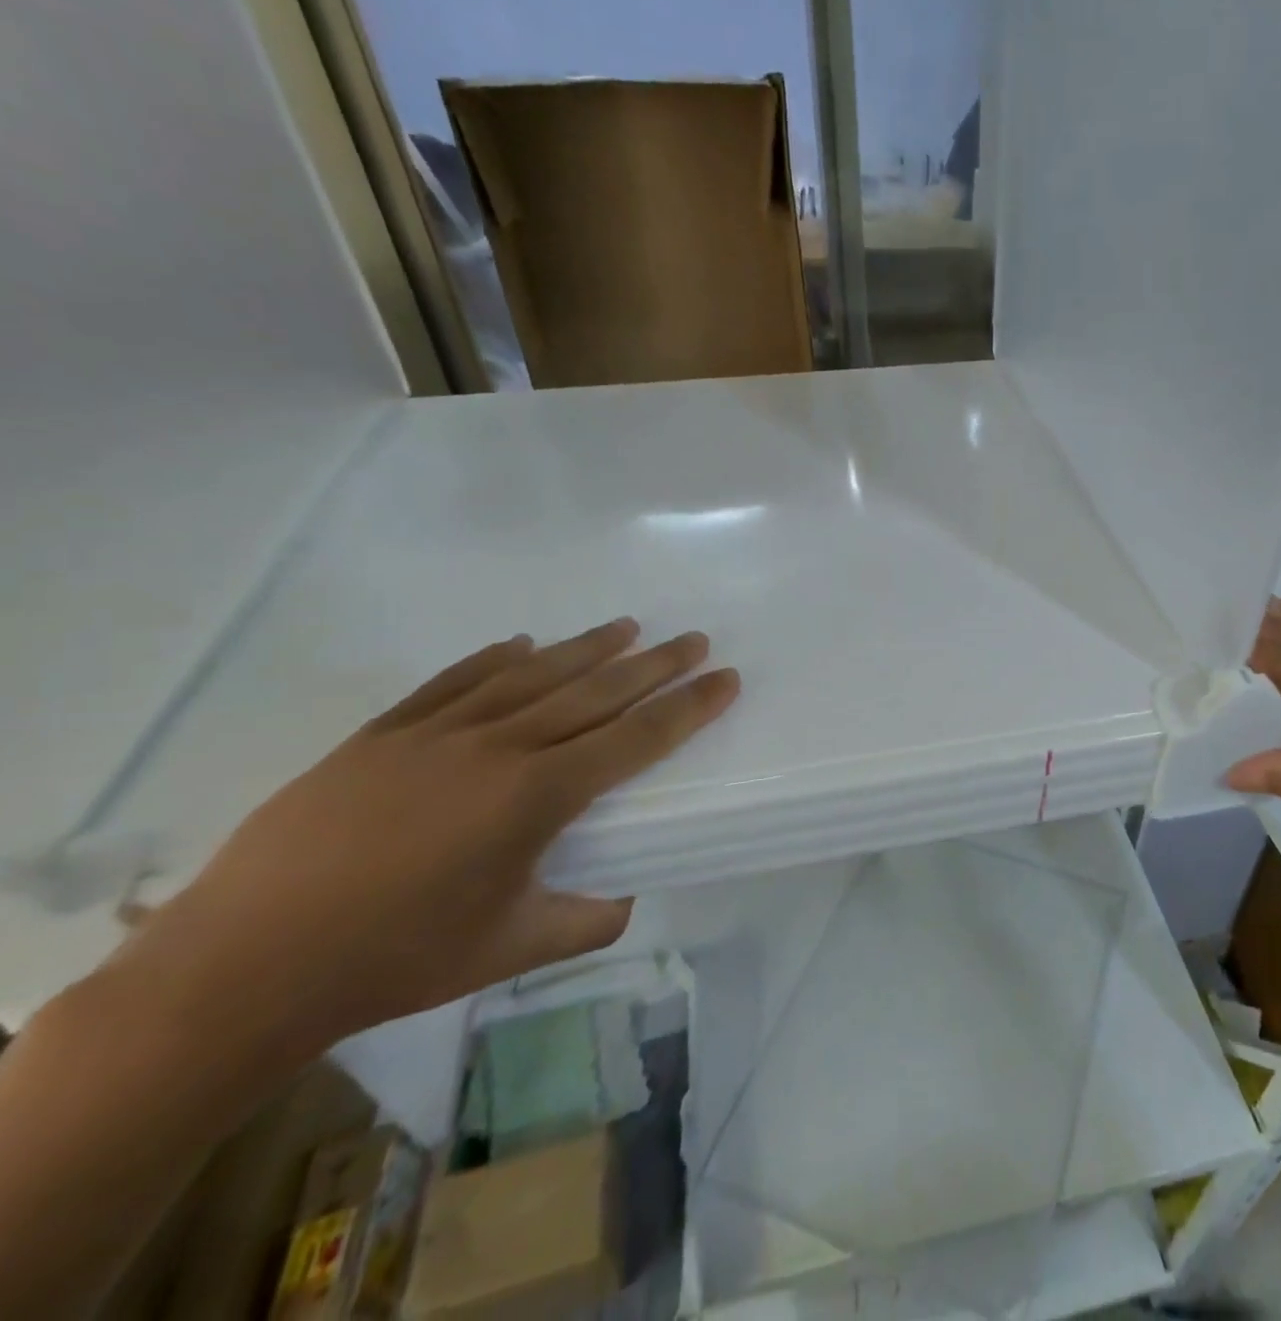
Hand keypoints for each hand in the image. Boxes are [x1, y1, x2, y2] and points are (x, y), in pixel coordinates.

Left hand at [122, 619, 738, 1066]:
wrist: (242, 965)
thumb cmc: (392, 959)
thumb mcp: (510, 949)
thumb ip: (586, 921)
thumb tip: (626, 900)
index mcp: (537, 796)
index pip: (636, 739)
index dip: (688, 707)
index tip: (726, 677)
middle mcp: (498, 747)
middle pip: (594, 692)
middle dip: (654, 664)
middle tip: (694, 638)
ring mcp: (437, 733)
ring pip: (530, 674)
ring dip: (585, 648)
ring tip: (628, 626)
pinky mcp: (384, 735)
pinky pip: (454, 681)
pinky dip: (494, 658)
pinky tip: (520, 643)